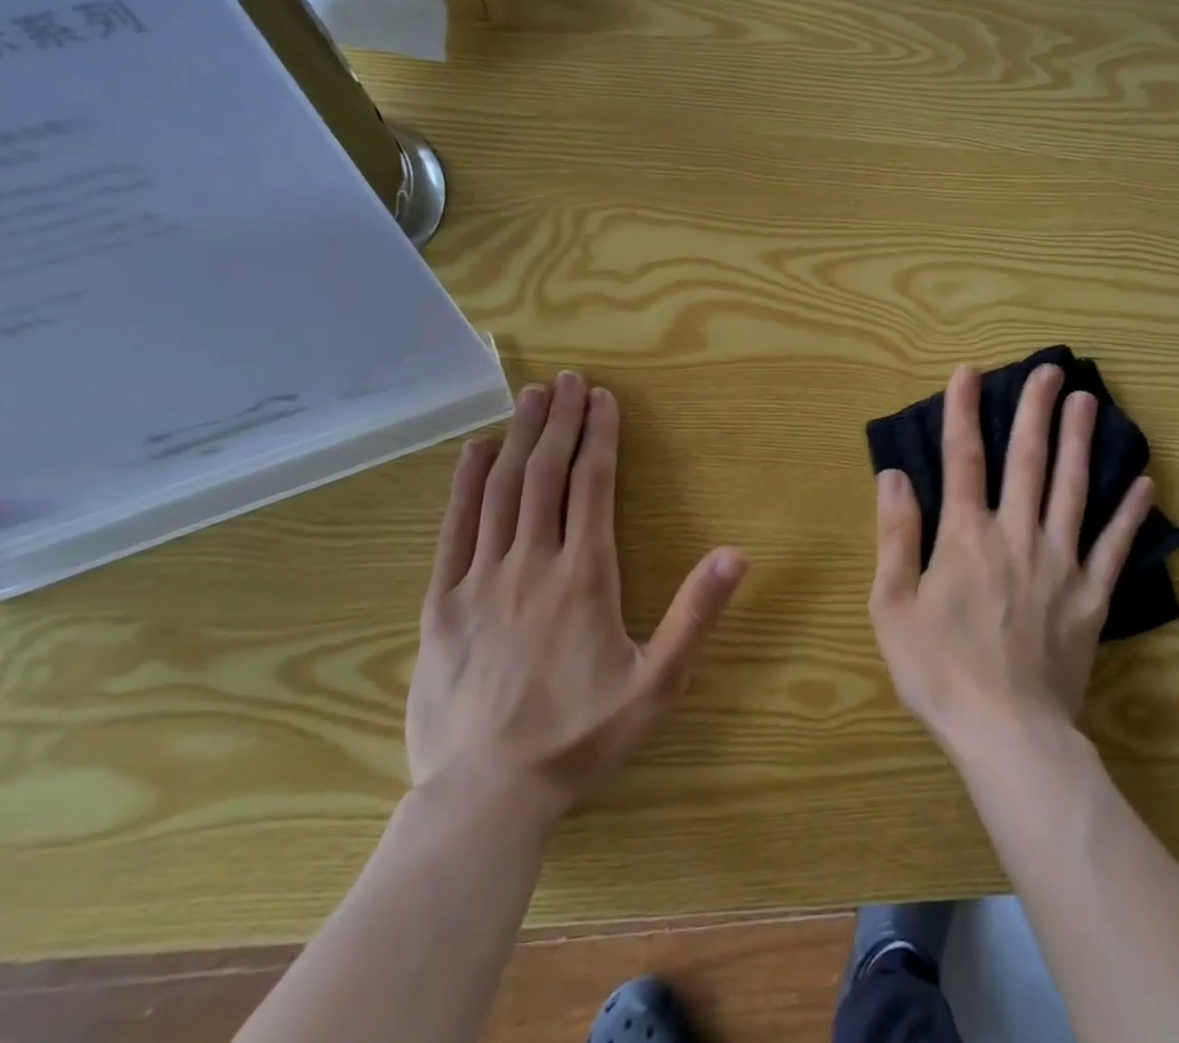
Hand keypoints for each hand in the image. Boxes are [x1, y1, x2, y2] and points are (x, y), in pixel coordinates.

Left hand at [406, 371, 748, 822]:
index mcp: (584, 576)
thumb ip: (698, 615)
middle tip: (568, 379)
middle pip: (546, 474)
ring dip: (518, 438)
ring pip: (501, 490)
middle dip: (560, 421)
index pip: (593, 485)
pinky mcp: (441, 604)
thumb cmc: (580, 739)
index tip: (604, 398)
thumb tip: (737, 553)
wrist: (483, 800)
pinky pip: (454, 529)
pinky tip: (474, 453)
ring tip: (530, 397)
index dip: (600, 436)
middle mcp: (531, 563)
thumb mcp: (658, 685)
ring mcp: (479, 580)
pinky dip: (464, 484)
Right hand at [868, 364, 1153, 760]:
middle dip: (1036, 411)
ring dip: (1081, 442)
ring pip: (1074, 490)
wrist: (1008, 734)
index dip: (964, 412)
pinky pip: (1114, 546)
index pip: (962, 459)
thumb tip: (893, 476)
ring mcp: (1061, 564)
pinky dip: (1130, 513)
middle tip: (1051, 370)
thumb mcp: (893, 606)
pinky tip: (1145, 483)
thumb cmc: (940, 671)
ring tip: (1090, 402)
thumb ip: (895, 535)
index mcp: (966, 537)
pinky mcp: (1091, 596)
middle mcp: (1017, 536)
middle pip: (1028, 461)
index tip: (969, 373)